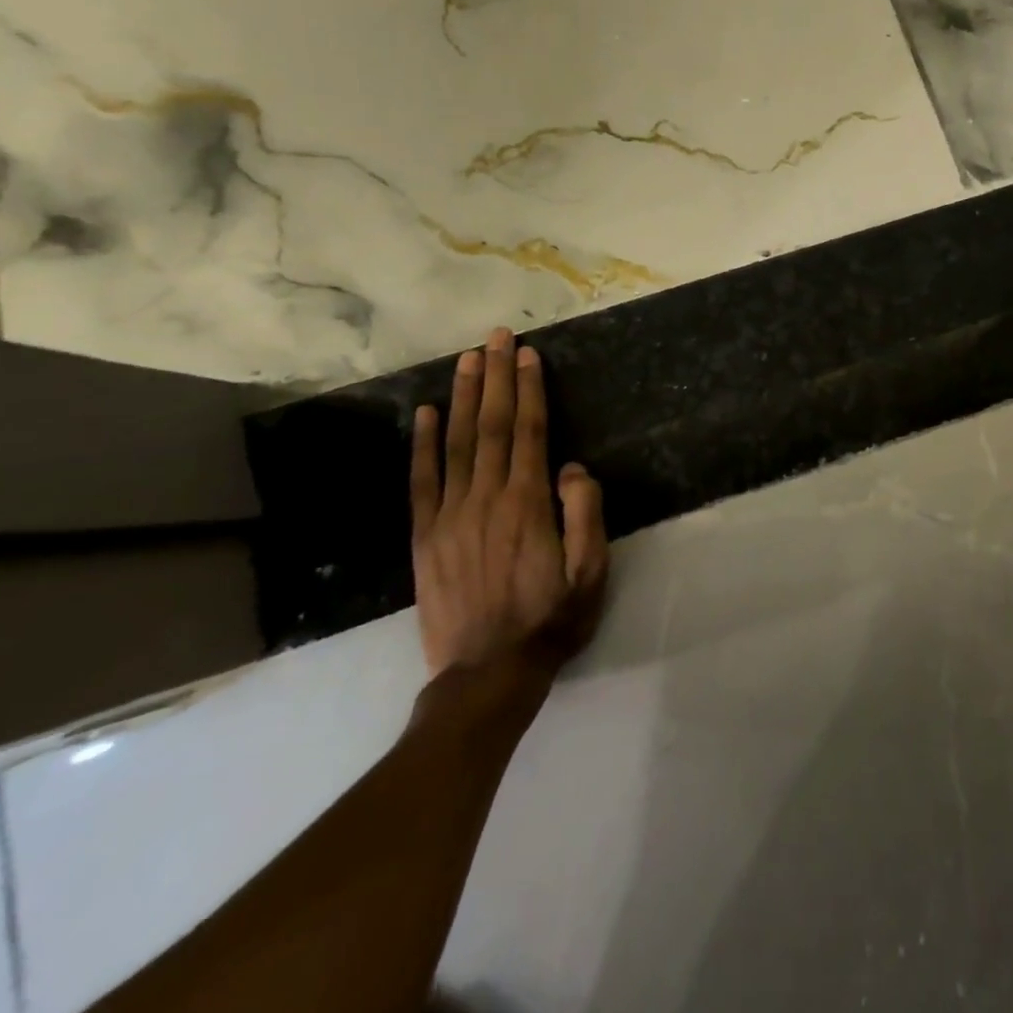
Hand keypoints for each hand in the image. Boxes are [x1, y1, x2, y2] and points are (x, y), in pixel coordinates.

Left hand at [409, 329, 607, 678]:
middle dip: (495, 377)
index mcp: (528, 504)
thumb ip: (585, 515)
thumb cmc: (551, 620)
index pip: (528, 431)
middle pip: (490, 426)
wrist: (488, 674)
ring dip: (461, 397)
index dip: (528, 389)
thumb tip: (572, 468)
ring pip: (455, 443)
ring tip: (466, 359)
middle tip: (496, 337)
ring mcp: (450, 516)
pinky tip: (422, 414)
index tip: (527, 354)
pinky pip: (422, 481)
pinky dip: (421, 445)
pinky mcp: (426, 537)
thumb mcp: (590, 573)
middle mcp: (486, 498)